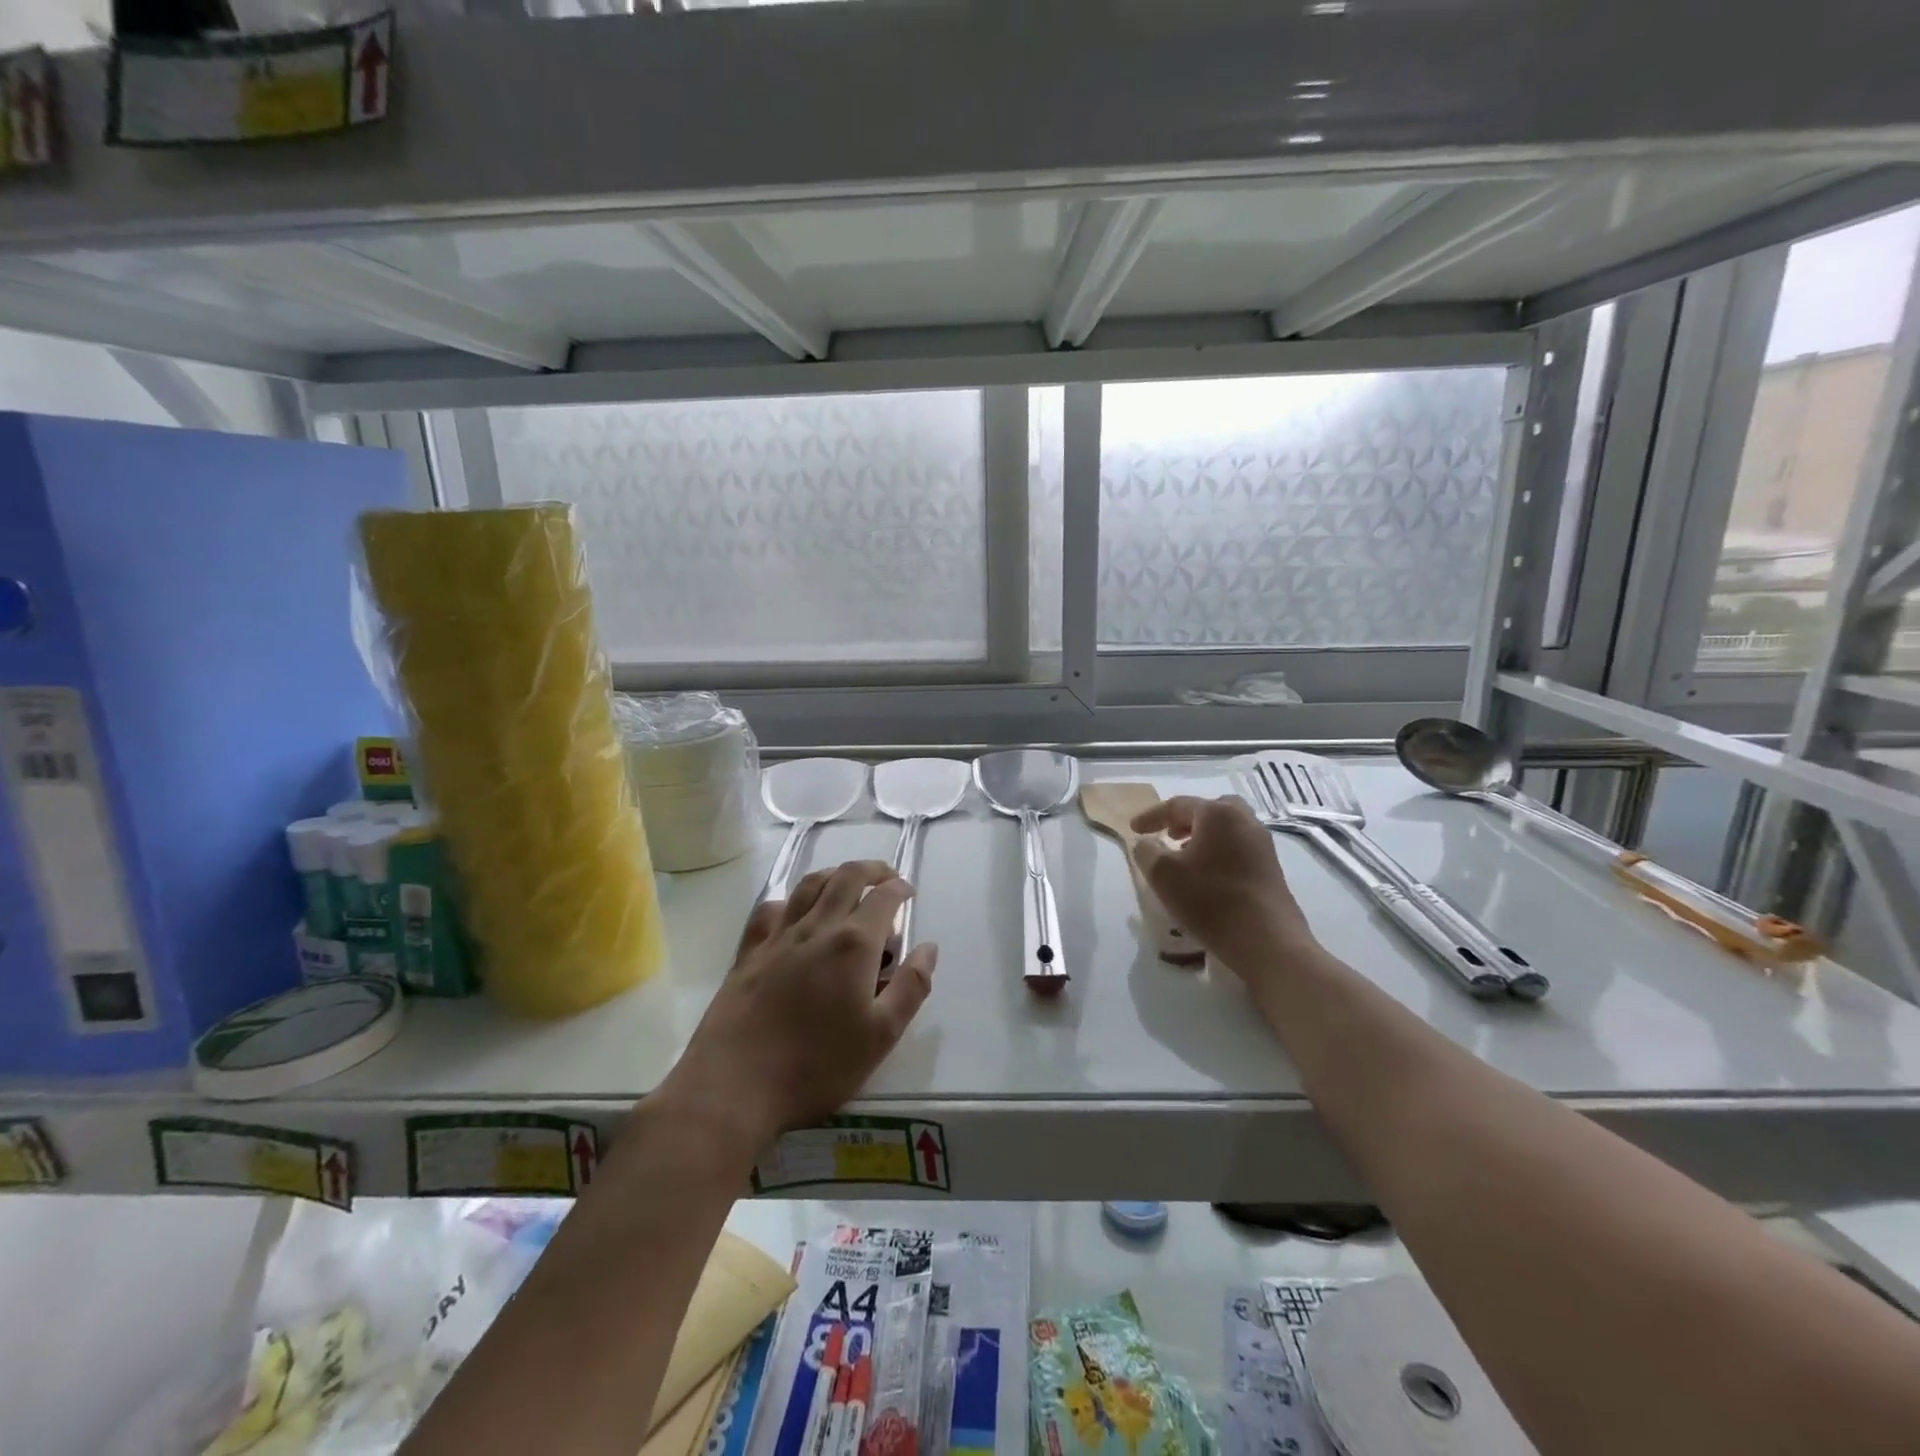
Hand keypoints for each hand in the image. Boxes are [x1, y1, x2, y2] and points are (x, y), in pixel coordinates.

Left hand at [660, 860, 936, 1152]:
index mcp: (854, 944)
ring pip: (809, 885)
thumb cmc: (817, 1065)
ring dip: (834, 874)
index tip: (909, 893)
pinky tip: (794, 912)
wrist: (734, 1085)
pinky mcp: (749, 952)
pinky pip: (771, 909)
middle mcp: (817, 927)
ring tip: (847, 882)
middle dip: (872, 869)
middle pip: (846, 877)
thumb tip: (928, 947)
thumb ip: (911, 988)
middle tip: (886, 877)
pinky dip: (790, 900)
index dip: (900, 889)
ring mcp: (778, 937)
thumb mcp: (881, 1036)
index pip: (884, 898)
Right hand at [1129, 795, 1318, 988]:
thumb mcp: (1163, 875)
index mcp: (1218, 814)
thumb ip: (1147, 851)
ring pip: (1227, 829)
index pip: (1177, 805)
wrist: (1267, 941)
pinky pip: (1238, 848)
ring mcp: (1262, 845)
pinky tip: (1207, 876)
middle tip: (1167, 835)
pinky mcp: (1271, 868)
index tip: (1133, 829)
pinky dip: (1218, 852)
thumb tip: (1146, 843)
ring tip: (1184, 857)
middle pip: (1210, 810)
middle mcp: (1244, 821)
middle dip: (1185, 820)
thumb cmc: (1210, 900)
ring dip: (1203, 837)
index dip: (1152, 816)